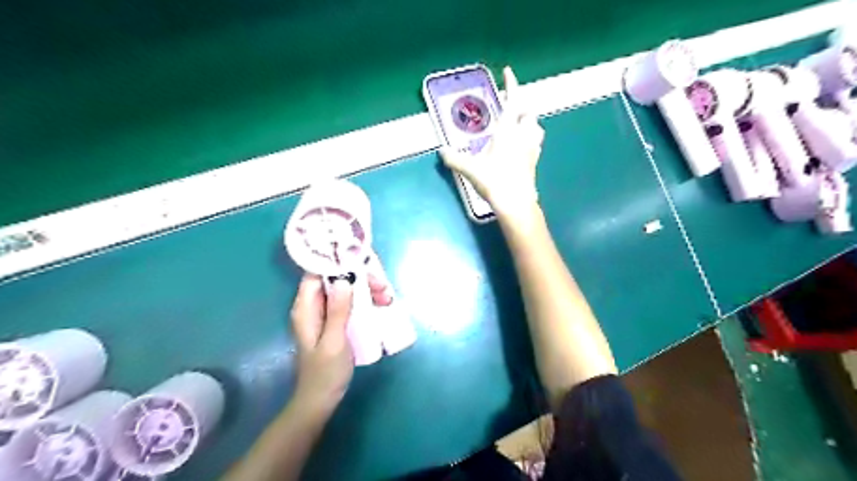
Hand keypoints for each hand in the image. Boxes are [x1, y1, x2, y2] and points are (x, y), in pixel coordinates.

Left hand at [289, 271, 392, 412]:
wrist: (321, 400)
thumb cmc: (325, 374)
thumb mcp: (334, 342)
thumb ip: (338, 311)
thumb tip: (343, 279)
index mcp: (306, 308)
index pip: (316, 273)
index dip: (337, 263)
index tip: (362, 263)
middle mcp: (314, 306)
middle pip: (335, 279)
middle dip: (360, 278)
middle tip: (383, 287)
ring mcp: (325, 313)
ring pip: (346, 289)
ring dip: (366, 289)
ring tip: (387, 298)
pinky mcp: (336, 321)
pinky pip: (350, 301)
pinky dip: (365, 300)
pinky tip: (381, 305)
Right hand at [443, 65, 541, 216]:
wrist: (516, 203)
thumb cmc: (495, 181)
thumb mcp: (470, 169)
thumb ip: (454, 159)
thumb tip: (442, 151)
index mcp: (508, 131)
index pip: (512, 102)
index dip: (511, 85)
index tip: (508, 72)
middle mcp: (523, 136)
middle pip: (529, 113)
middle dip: (522, 106)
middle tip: (512, 107)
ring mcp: (532, 149)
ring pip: (536, 128)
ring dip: (529, 122)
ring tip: (519, 125)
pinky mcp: (534, 162)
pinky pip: (536, 143)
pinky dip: (530, 138)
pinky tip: (522, 146)